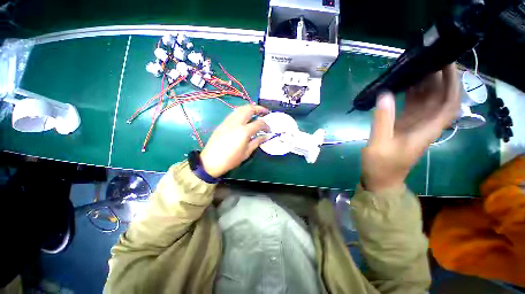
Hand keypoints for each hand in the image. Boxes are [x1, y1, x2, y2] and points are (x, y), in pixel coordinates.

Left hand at [200, 105, 269, 177]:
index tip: (269, 130)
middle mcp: (236, 123)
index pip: (259, 123)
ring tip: (256, 112)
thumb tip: (266, 136)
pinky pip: (234, 113)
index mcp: (244, 131)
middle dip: (259, 108)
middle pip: (249, 109)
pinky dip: (242, 112)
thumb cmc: (231, 159)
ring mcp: (228, 121)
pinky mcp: (222, 123)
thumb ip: (257, 141)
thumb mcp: (247, 152)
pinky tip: (244, 118)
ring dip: (249, 108)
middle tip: (265, 112)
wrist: (211, 161)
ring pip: (240, 108)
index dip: (266, 126)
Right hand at [361, 64, 459, 192]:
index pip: (449, 103)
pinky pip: (412, 105)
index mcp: (426, 130)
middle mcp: (425, 125)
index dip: (452, 83)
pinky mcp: (404, 125)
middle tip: (428, 58)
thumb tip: (384, 94)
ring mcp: (414, 124)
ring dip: (425, 84)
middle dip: (440, 78)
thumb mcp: (379, 144)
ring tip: (415, 66)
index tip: (447, 64)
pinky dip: (410, 94)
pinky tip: (402, 84)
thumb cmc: (381, 166)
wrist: (380, 179)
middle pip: (440, 98)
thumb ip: (382, 120)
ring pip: (426, 100)